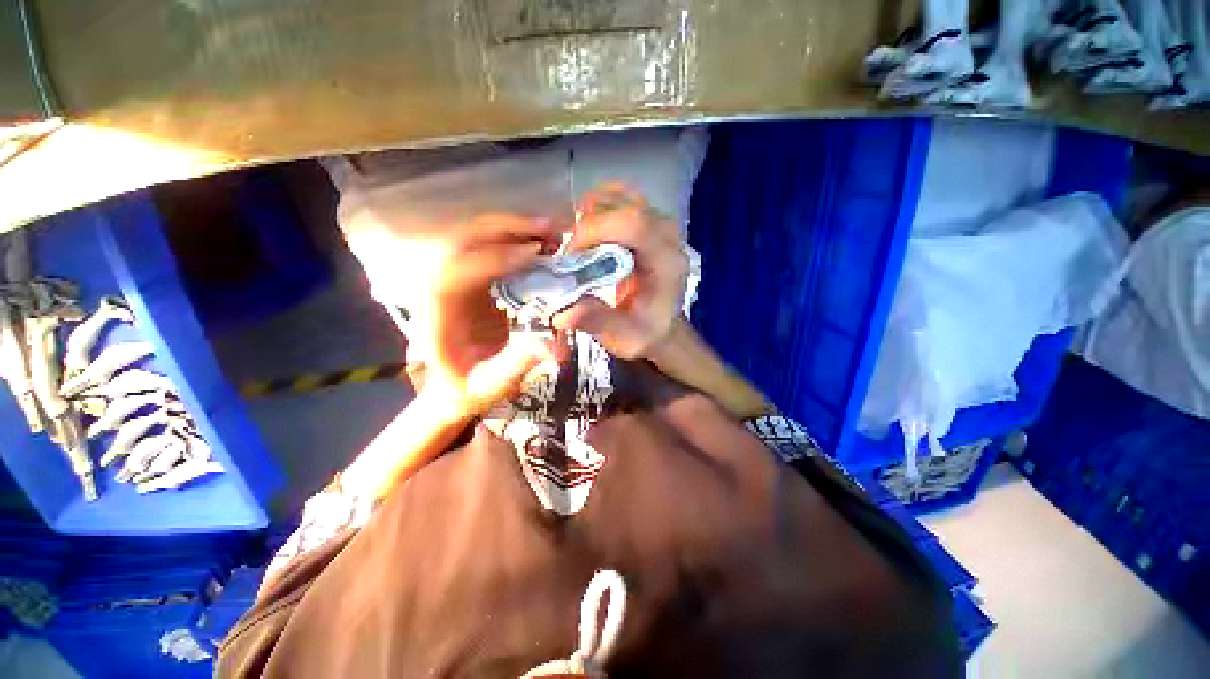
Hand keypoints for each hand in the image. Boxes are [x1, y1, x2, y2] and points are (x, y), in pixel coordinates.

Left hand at [422, 214, 561, 418]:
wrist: (454, 385)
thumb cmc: (469, 387)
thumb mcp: (492, 384)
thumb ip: (518, 364)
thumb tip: (556, 345)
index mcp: (435, 313)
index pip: (456, 270)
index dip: (494, 258)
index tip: (535, 254)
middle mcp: (438, 286)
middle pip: (462, 240)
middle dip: (507, 229)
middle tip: (550, 229)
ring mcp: (455, 277)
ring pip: (476, 237)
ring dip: (514, 228)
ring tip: (552, 231)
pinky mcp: (471, 277)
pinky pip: (490, 246)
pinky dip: (517, 238)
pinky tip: (543, 242)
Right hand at [552, 185, 688, 359]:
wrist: (662, 325)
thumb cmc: (645, 332)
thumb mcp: (623, 338)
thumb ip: (598, 323)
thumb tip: (562, 312)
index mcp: (667, 262)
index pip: (634, 224)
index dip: (595, 230)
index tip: (571, 256)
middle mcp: (668, 235)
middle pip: (626, 205)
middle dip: (589, 224)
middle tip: (571, 254)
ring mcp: (660, 223)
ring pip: (621, 196)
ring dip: (592, 215)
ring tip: (580, 245)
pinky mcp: (649, 220)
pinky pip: (620, 199)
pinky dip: (598, 209)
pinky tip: (590, 234)